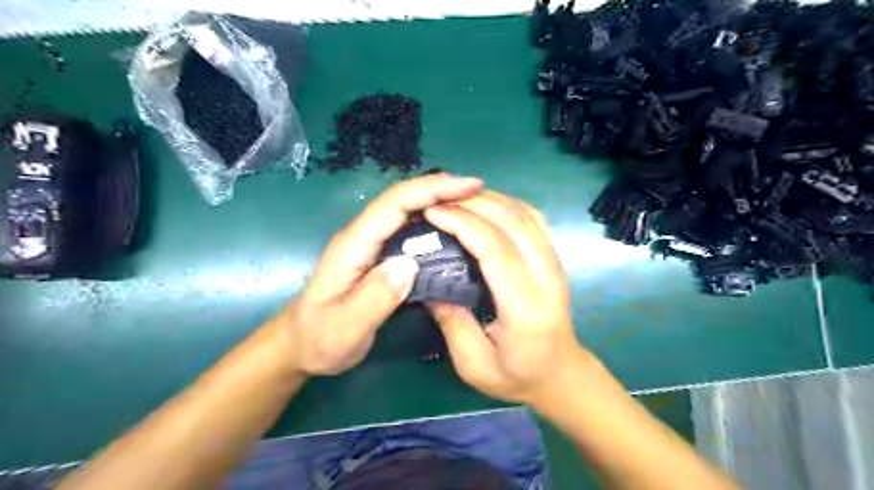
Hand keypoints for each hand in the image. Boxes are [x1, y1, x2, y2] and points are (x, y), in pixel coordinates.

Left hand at [273, 174, 483, 376]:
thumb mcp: (346, 327)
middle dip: (441, 189)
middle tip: (480, 194)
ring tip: (474, 206)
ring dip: (439, 202)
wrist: (301, 345)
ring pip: (408, 212)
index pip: (394, 204)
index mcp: (354, 245)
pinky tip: (453, 232)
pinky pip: (409, 231)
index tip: (469, 186)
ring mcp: (371, 245)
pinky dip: (433, 224)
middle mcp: (363, 236)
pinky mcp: (379, 256)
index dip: (431, 189)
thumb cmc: (320, 338)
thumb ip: (375, 297)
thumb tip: (410, 264)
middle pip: (403, 200)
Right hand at [424, 191, 585, 405]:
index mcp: (526, 307)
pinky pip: (533, 218)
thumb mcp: (475, 365)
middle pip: (514, 222)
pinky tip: (484, 206)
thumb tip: (426, 284)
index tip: (433, 212)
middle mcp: (546, 277)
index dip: (464, 224)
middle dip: (473, 203)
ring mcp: (555, 263)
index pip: (497, 250)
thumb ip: (452, 323)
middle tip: (437, 199)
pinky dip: (507, 204)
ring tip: (455, 198)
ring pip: (525, 214)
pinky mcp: (553, 257)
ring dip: (489, 199)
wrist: (561, 374)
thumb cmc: (517, 375)